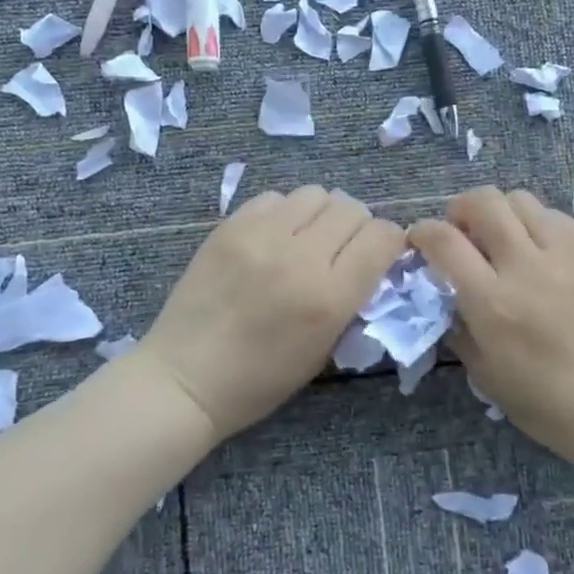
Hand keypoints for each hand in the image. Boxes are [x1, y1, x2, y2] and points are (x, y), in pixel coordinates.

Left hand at [138, 186, 404, 441]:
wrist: (185, 378)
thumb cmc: (260, 379)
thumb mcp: (324, 350)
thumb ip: (352, 299)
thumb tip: (370, 260)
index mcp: (329, 297)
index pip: (382, 237)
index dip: (388, 242)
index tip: (378, 255)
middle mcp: (300, 257)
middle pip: (352, 208)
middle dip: (357, 226)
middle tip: (340, 249)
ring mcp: (261, 236)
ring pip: (316, 193)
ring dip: (321, 214)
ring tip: (306, 238)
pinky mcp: (230, 226)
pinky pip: (275, 198)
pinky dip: (284, 213)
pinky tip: (272, 238)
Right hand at [409, 187, 573, 470]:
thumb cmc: (545, 403)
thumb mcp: (484, 373)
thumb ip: (457, 325)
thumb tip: (444, 291)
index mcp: (492, 302)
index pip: (444, 240)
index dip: (423, 231)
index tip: (420, 239)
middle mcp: (526, 267)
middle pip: (484, 202)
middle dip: (460, 208)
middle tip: (462, 231)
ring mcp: (566, 256)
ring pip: (522, 200)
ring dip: (501, 212)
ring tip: (503, 237)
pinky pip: (557, 217)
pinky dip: (537, 223)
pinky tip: (539, 250)